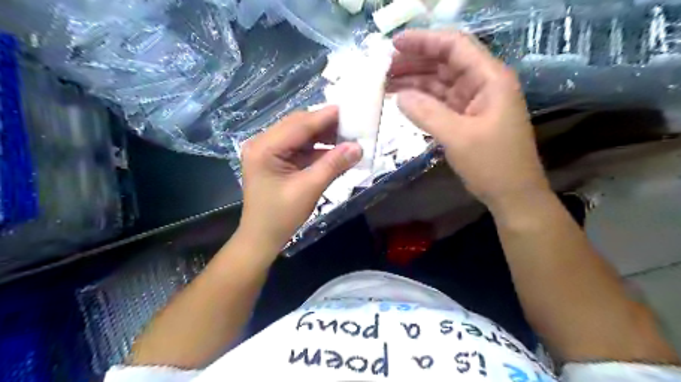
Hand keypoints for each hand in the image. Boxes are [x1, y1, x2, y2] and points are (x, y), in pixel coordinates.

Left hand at [238, 105, 361, 253]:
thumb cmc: (280, 217)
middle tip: (352, 125)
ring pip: (301, 136)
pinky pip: (300, 149)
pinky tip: (335, 151)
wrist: (262, 238)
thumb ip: (333, 165)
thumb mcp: (309, 189)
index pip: (299, 125)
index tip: (350, 110)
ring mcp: (269, 151)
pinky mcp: (276, 160)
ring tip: (348, 137)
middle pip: (299, 126)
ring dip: (323, 137)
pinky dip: (318, 149)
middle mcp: (263, 143)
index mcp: (264, 148)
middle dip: (326, 126)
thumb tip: (358, 147)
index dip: (326, 117)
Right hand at [389, 30, 546, 207]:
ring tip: (385, 83)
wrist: (512, 195)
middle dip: (414, 62)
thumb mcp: (458, 137)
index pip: (454, 46)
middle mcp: (482, 84)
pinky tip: (401, 100)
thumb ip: (427, 113)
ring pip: (439, 83)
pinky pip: (439, 102)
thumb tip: (400, 96)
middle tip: (383, 68)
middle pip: (444, 63)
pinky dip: (421, 101)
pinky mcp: (465, 118)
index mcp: (489, 78)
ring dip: (414, 81)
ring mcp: (473, 102)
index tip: (394, 45)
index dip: (424, 41)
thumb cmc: (493, 165)